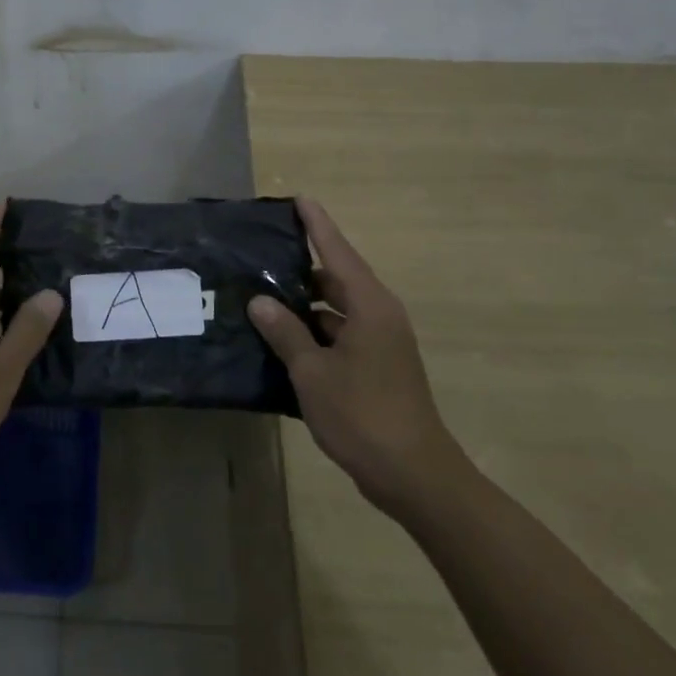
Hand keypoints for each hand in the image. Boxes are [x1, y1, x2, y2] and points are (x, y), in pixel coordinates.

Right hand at [248, 198, 465, 518]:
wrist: (415, 476)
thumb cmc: (363, 416)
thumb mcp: (313, 372)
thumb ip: (286, 332)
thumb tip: (260, 301)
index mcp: (370, 306)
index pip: (337, 251)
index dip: (316, 224)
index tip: (298, 198)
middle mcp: (379, 316)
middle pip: (337, 278)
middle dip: (301, 268)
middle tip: (261, 258)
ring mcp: (381, 343)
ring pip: (337, 310)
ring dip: (305, 305)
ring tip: (262, 298)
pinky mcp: (378, 367)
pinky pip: (341, 335)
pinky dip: (315, 333)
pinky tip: (283, 341)